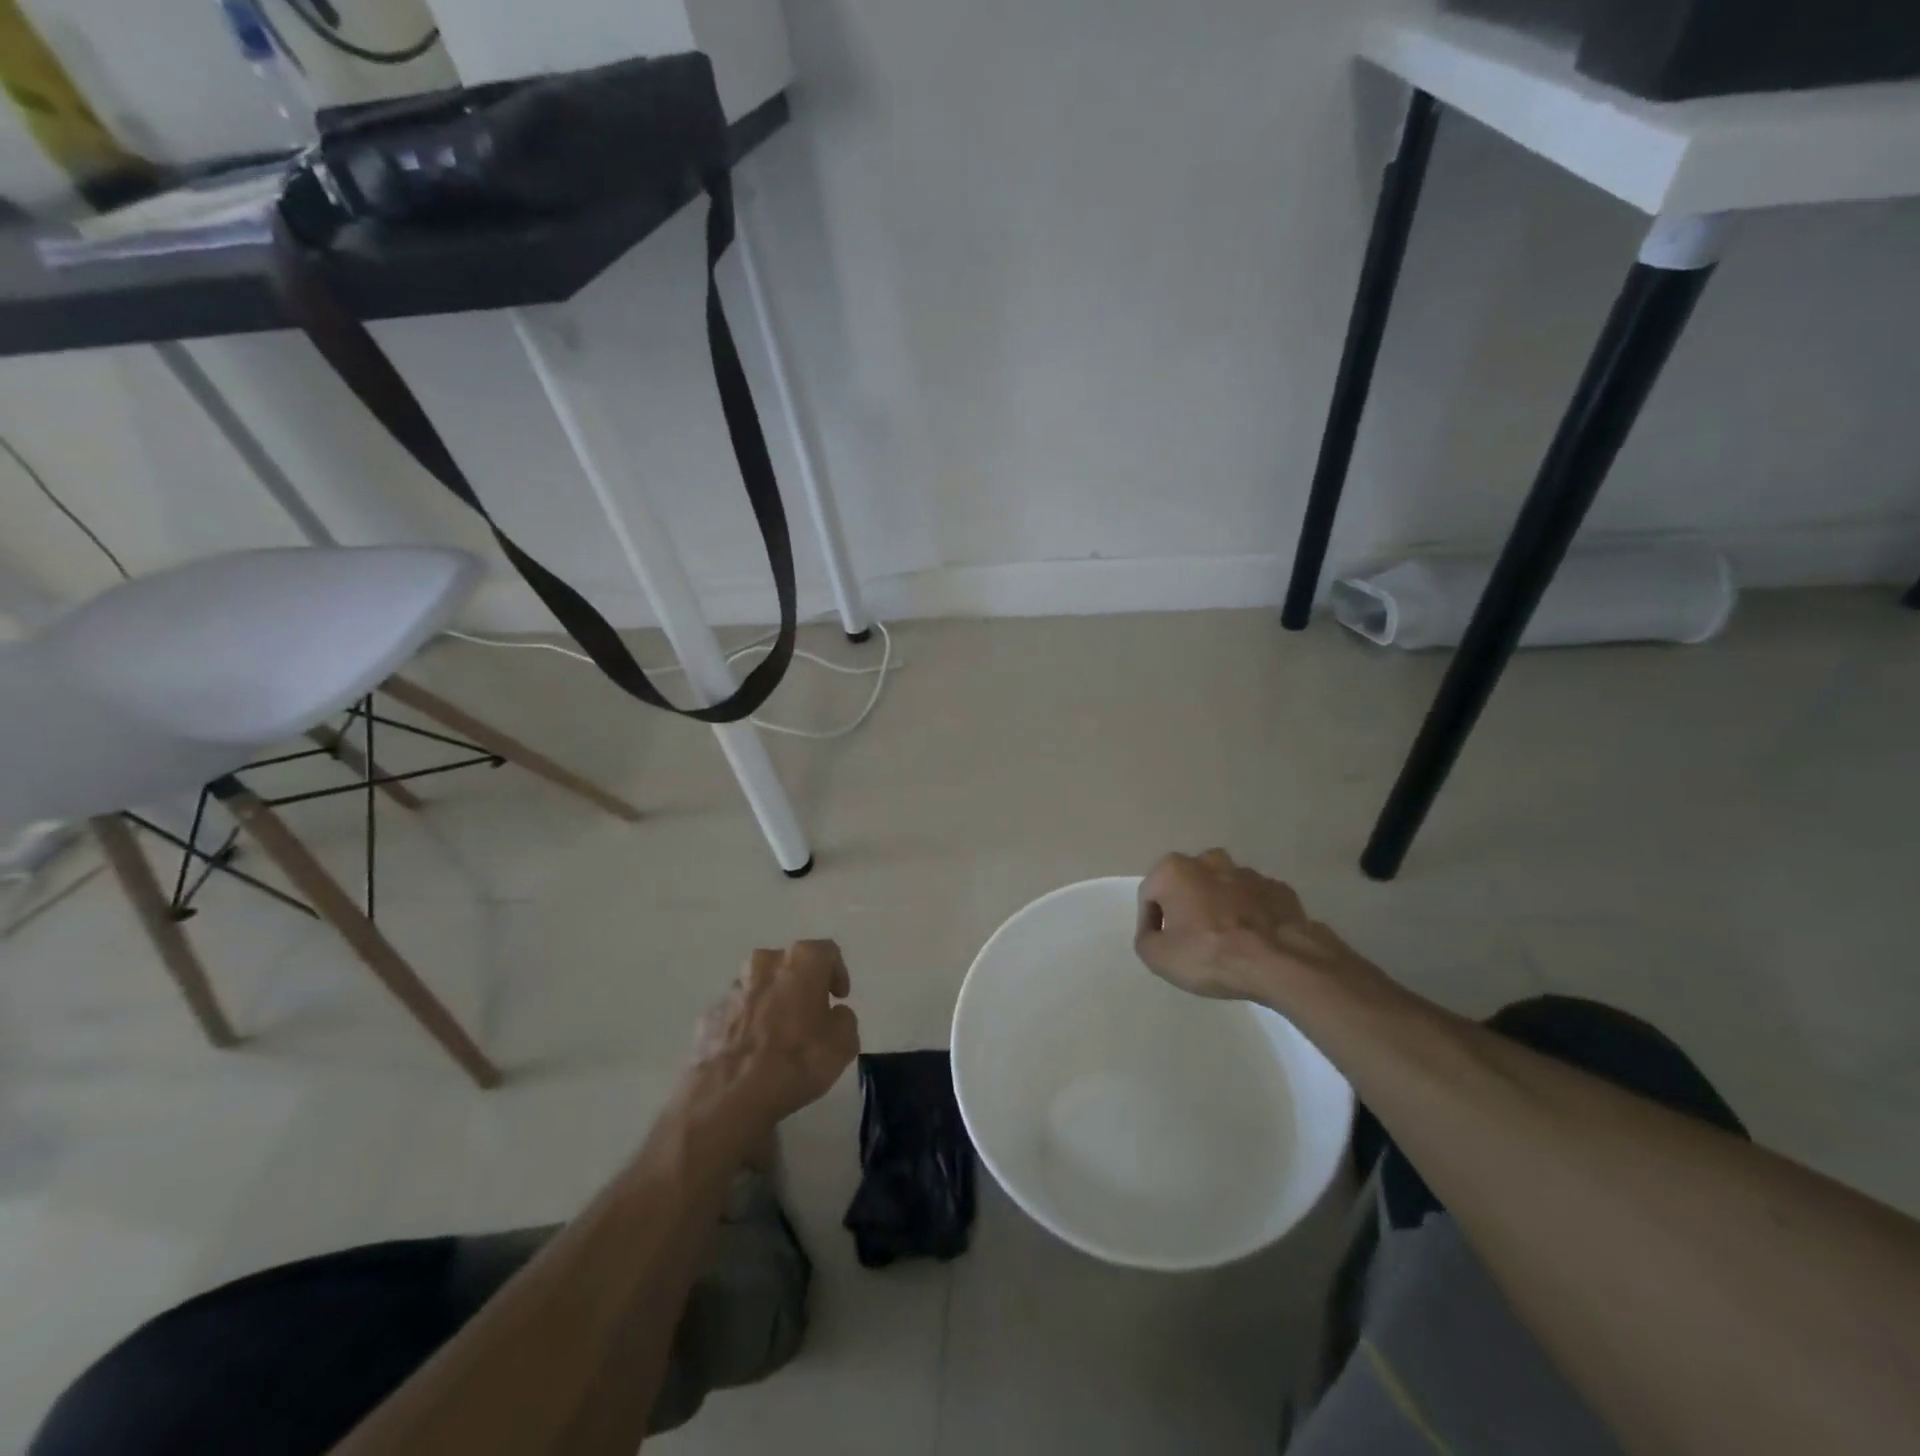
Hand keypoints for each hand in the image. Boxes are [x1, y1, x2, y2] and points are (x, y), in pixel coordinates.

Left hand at [688, 941, 859, 1133]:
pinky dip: (746, 1023)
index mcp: (801, 960)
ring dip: (771, 1002)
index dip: (837, 973)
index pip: (827, 952)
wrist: (732, 1096)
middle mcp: (764, 963)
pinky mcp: (709, 1015)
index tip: (839, 998)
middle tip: (810, 1013)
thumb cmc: (798, 1060)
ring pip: (759, 986)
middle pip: (788, 964)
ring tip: (778, 1035)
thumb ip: (844, 1019)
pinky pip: (736, 1012)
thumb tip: (833, 1014)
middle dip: (800, 984)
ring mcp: (732, 989)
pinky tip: (752, 1052)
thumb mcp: (844, 1043)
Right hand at [1135, 850, 1382, 1009]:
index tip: (1160, 945)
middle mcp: (1209, 861)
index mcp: (1174, 870)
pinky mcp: (1279, 889)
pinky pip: (1255, 900)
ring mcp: (1248, 873)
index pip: (1150, 895)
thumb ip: (1146, 939)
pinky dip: (1250, 914)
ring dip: (1219, 907)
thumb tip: (1155, 932)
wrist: (1281, 962)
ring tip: (1225, 940)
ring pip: (1223, 888)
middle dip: (1186, 906)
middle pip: (1187, 884)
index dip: (1150, 922)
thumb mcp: (1158, 957)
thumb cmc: (1210, 954)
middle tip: (1191, 939)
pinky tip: (1254, 940)